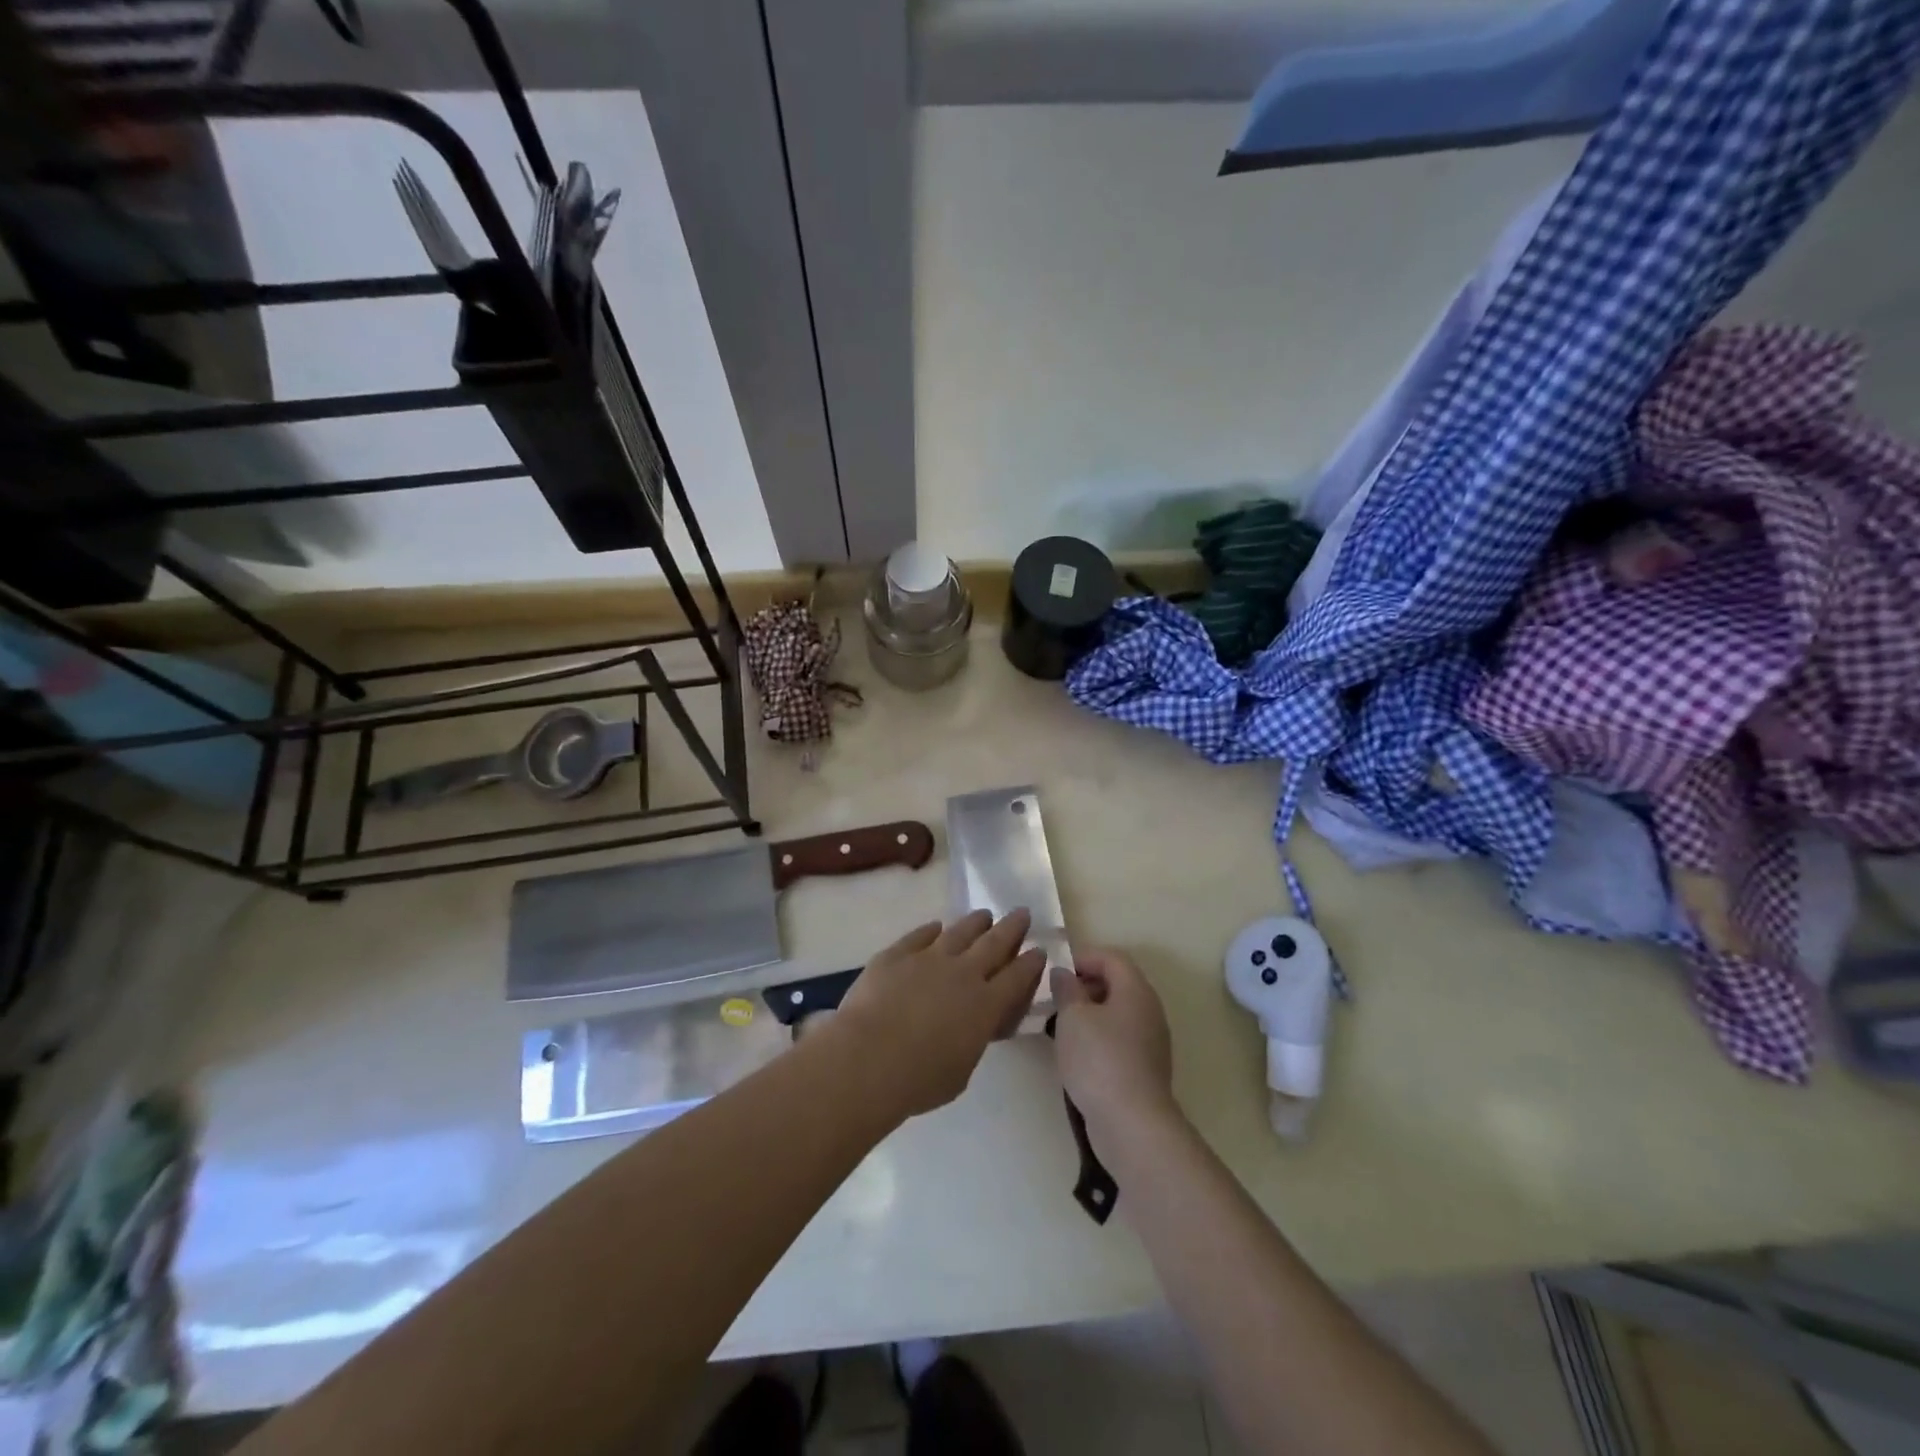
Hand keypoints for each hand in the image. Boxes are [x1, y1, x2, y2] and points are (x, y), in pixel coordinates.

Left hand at [832, 909, 1046, 1118]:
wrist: (868, 1058)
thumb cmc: (918, 1080)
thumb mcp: (961, 1072)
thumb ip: (971, 1041)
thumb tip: (971, 1028)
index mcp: (985, 1005)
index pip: (1017, 977)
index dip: (1030, 962)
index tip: (1038, 949)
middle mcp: (963, 973)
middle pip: (994, 943)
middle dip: (1012, 927)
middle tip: (1022, 913)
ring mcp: (929, 958)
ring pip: (959, 932)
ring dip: (976, 922)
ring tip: (984, 914)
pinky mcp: (897, 954)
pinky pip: (920, 935)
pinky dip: (931, 930)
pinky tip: (936, 926)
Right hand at [1053, 948, 1176, 1141]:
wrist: (1132, 1124)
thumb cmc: (1099, 1060)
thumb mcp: (1072, 1017)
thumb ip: (1066, 989)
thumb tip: (1065, 974)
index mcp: (1136, 990)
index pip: (1111, 957)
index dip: (1082, 958)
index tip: (1055, 973)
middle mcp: (1149, 1010)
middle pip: (1117, 983)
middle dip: (1084, 986)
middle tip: (1055, 999)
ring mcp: (1151, 1041)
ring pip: (1117, 1013)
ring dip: (1089, 1014)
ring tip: (1061, 1027)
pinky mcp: (1146, 1068)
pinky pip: (1120, 1039)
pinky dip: (1099, 1038)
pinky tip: (1078, 1056)